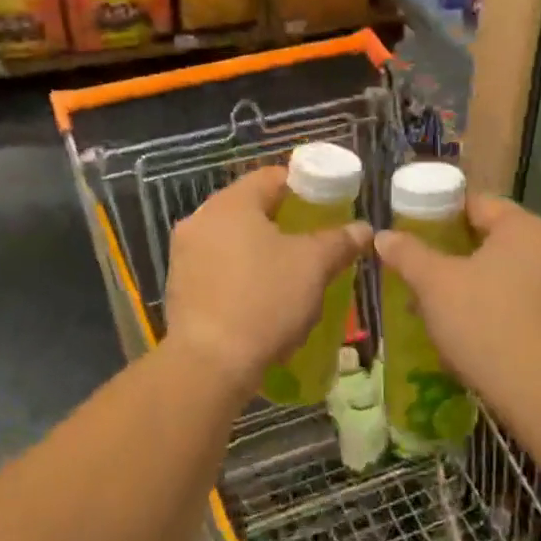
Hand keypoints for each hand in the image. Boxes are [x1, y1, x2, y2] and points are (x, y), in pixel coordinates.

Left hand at [163, 165, 370, 393]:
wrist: (209, 363)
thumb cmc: (264, 300)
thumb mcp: (313, 267)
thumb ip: (339, 241)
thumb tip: (362, 228)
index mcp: (231, 203)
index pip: (272, 177)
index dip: (304, 186)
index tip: (327, 205)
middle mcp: (200, 219)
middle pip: (250, 207)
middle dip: (283, 221)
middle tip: (313, 241)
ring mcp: (184, 253)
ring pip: (232, 239)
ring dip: (260, 249)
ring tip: (290, 272)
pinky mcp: (179, 285)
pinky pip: (217, 266)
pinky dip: (240, 273)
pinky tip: (260, 297)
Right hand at [373, 195, 540, 407]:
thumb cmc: (486, 324)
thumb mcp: (435, 285)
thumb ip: (409, 254)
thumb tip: (384, 236)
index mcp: (525, 227)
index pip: (479, 204)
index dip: (444, 215)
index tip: (418, 234)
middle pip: (499, 240)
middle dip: (462, 255)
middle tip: (429, 275)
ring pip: (516, 273)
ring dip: (485, 284)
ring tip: (451, 308)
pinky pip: (534, 302)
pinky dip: (509, 308)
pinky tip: (485, 333)